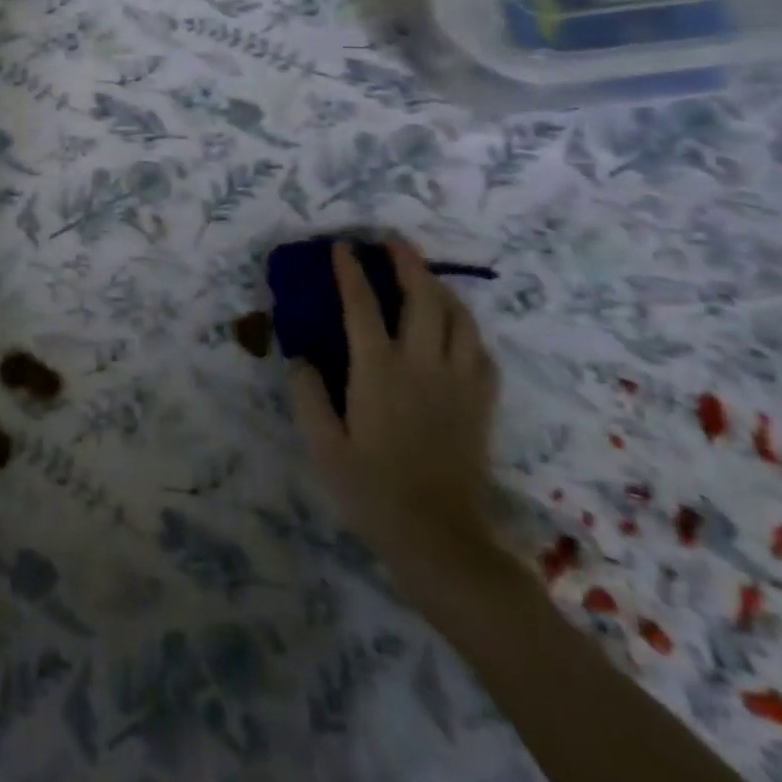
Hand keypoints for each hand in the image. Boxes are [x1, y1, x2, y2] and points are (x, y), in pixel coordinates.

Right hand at [288, 240, 500, 576]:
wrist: (441, 539)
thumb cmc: (372, 490)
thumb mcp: (323, 444)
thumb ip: (307, 394)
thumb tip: (299, 355)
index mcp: (379, 372)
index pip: (363, 306)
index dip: (351, 272)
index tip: (342, 247)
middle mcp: (423, 366)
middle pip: (423, 298)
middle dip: (408, 262)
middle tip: (393, 242)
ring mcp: (459, 382)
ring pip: (459, 318)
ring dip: (441, 288)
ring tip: (424, 276)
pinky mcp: (481, 403)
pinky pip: (480, 349)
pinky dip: (466, 326)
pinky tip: (454, 328)